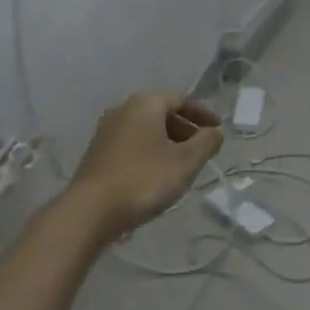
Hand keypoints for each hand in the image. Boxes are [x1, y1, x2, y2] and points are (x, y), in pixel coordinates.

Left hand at [68, 91, 223, 234]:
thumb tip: (215, 132)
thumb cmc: (144, 179)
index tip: (217, 131)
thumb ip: (207, 142)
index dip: (203, 114)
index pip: (181, 99)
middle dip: (185, 129)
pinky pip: (132, 144)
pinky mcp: (97, 153)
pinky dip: (150, 152)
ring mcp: (106, 131)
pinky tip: (157, 174)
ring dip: (168, 142)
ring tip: (183, 166)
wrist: (91, 210)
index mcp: (145, 104)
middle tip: (202, 150)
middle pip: (162, 112)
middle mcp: (122, 109)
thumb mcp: (186, 161)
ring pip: (146, 130)